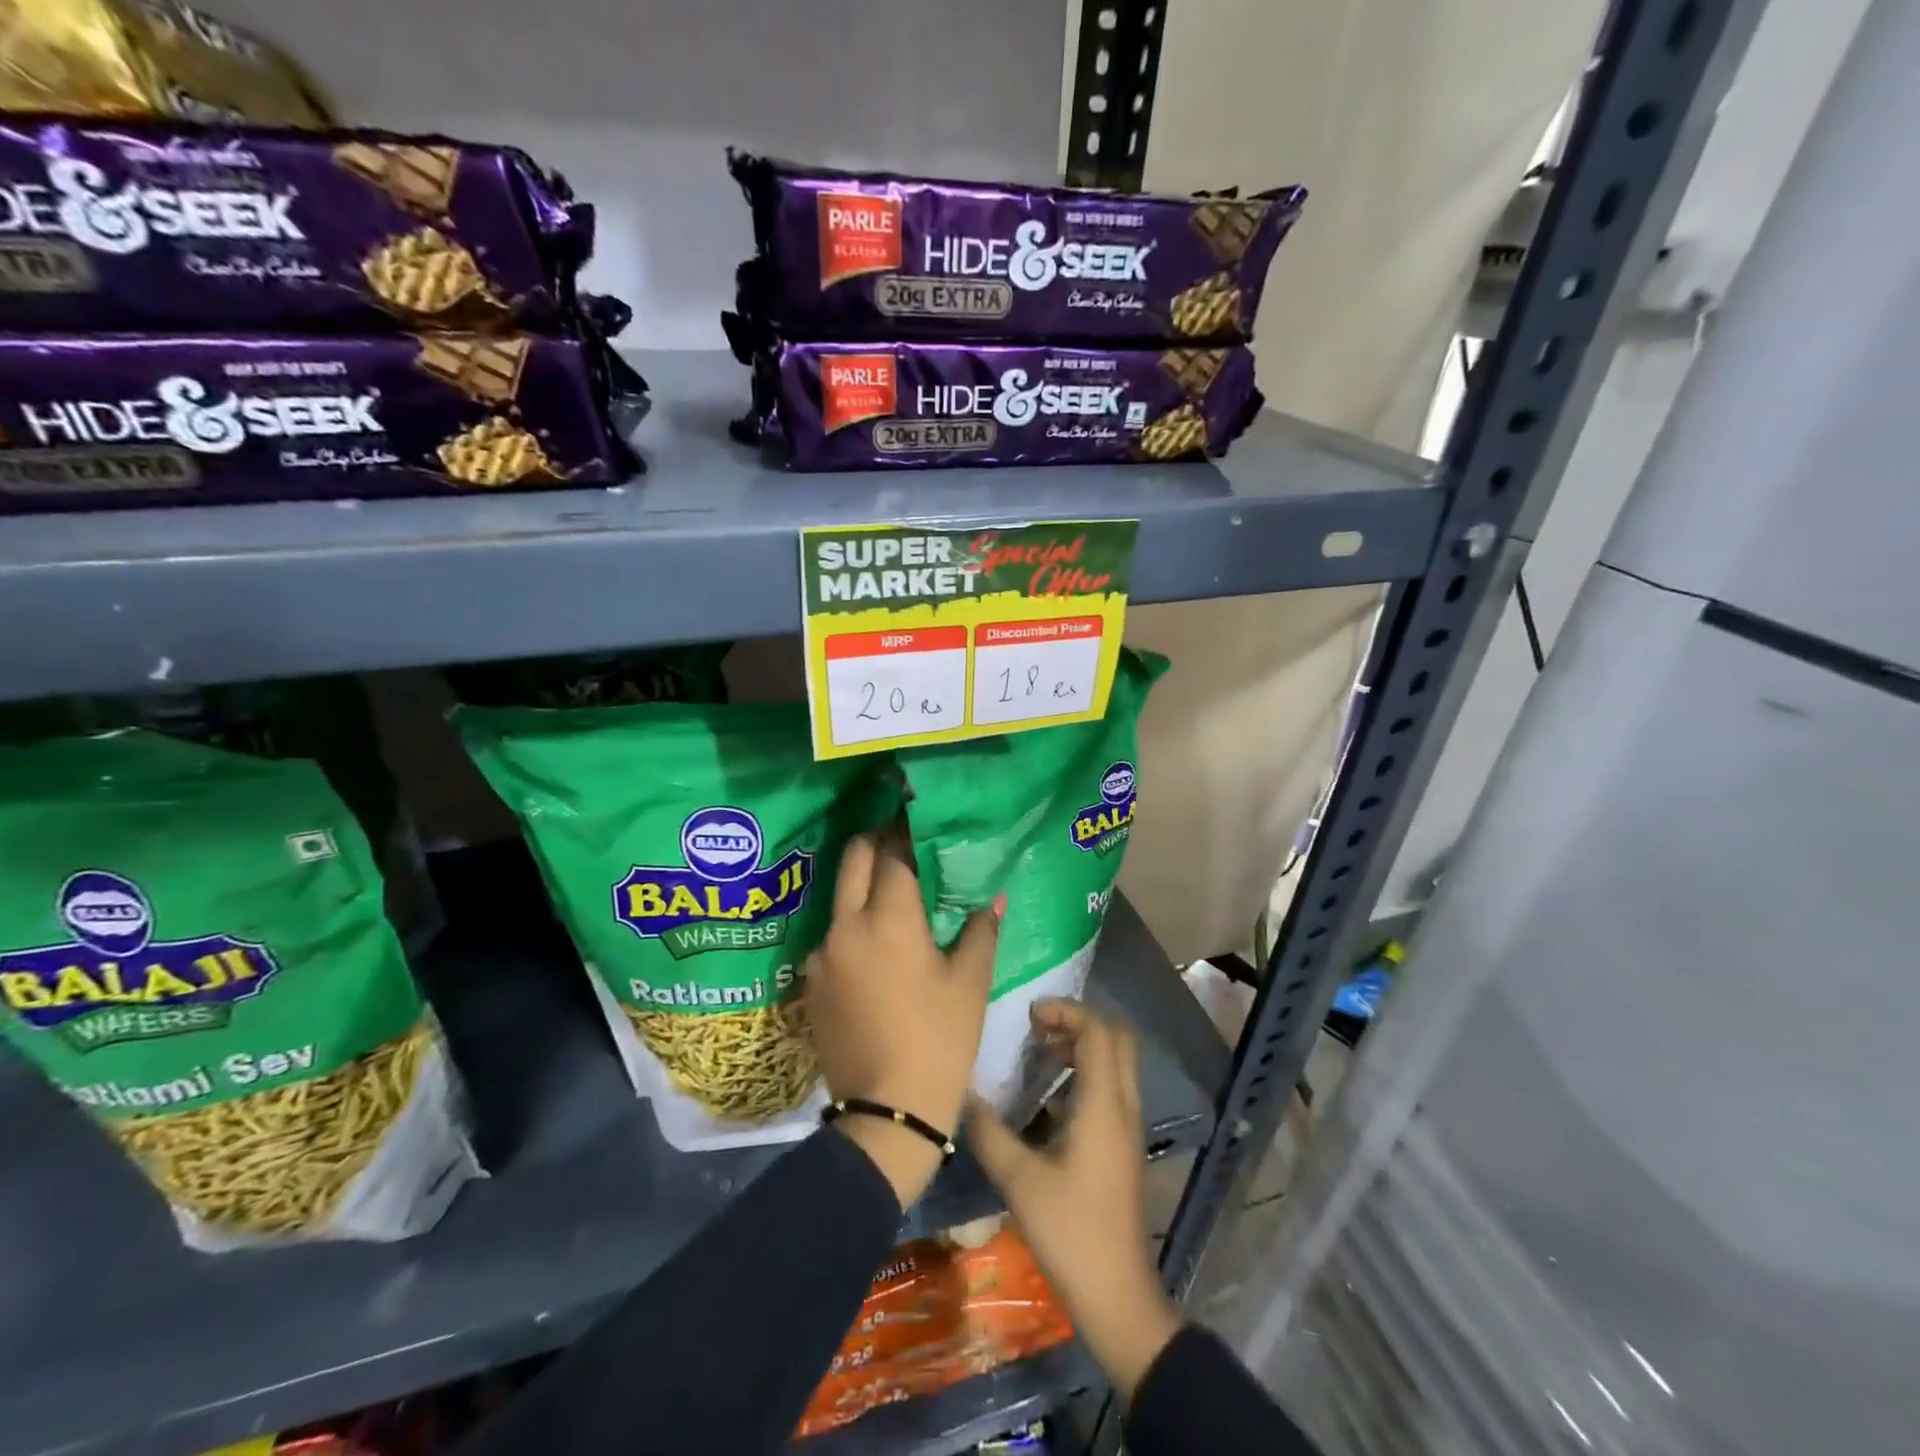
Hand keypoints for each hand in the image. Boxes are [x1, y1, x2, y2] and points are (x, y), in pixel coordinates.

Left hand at [804, 831, 998, 1206]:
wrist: (886, 1112)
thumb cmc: (939, 1040)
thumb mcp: (970, 983)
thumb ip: (980, 930)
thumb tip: (993, 897)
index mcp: (888, 918)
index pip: (894, 852)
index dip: (908, 831)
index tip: (921, 820)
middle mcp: (846, 925)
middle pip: (854, 858)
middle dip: (877, 841)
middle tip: (903, 842)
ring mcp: (821, 954)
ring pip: (839, 897)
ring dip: (863, 884)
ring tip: (892, 895)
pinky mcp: (810, 982)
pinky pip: (832, 936)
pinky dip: (853, 926)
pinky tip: (875, 947)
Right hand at [968, 999, 1182, 1401]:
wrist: (1117, 1294)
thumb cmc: (1070, 1231)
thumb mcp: (1019, 1180)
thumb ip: (988, 1132)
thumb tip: (963, 1093)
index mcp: (1104, 1103)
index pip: (1098, 1031)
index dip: (1066, 1010)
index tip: (1029, 1014)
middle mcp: (1123, 1105)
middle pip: (1116, 1038)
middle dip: (1078, 1022)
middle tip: (1037, 1028)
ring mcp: (1127, 1126)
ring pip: (1115, 1062)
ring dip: (1081, 1047)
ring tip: (1037, 1054)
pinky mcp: (1122, 1144)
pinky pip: (1109, 1087)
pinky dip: (1083, 1074)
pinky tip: (1047, 1098)